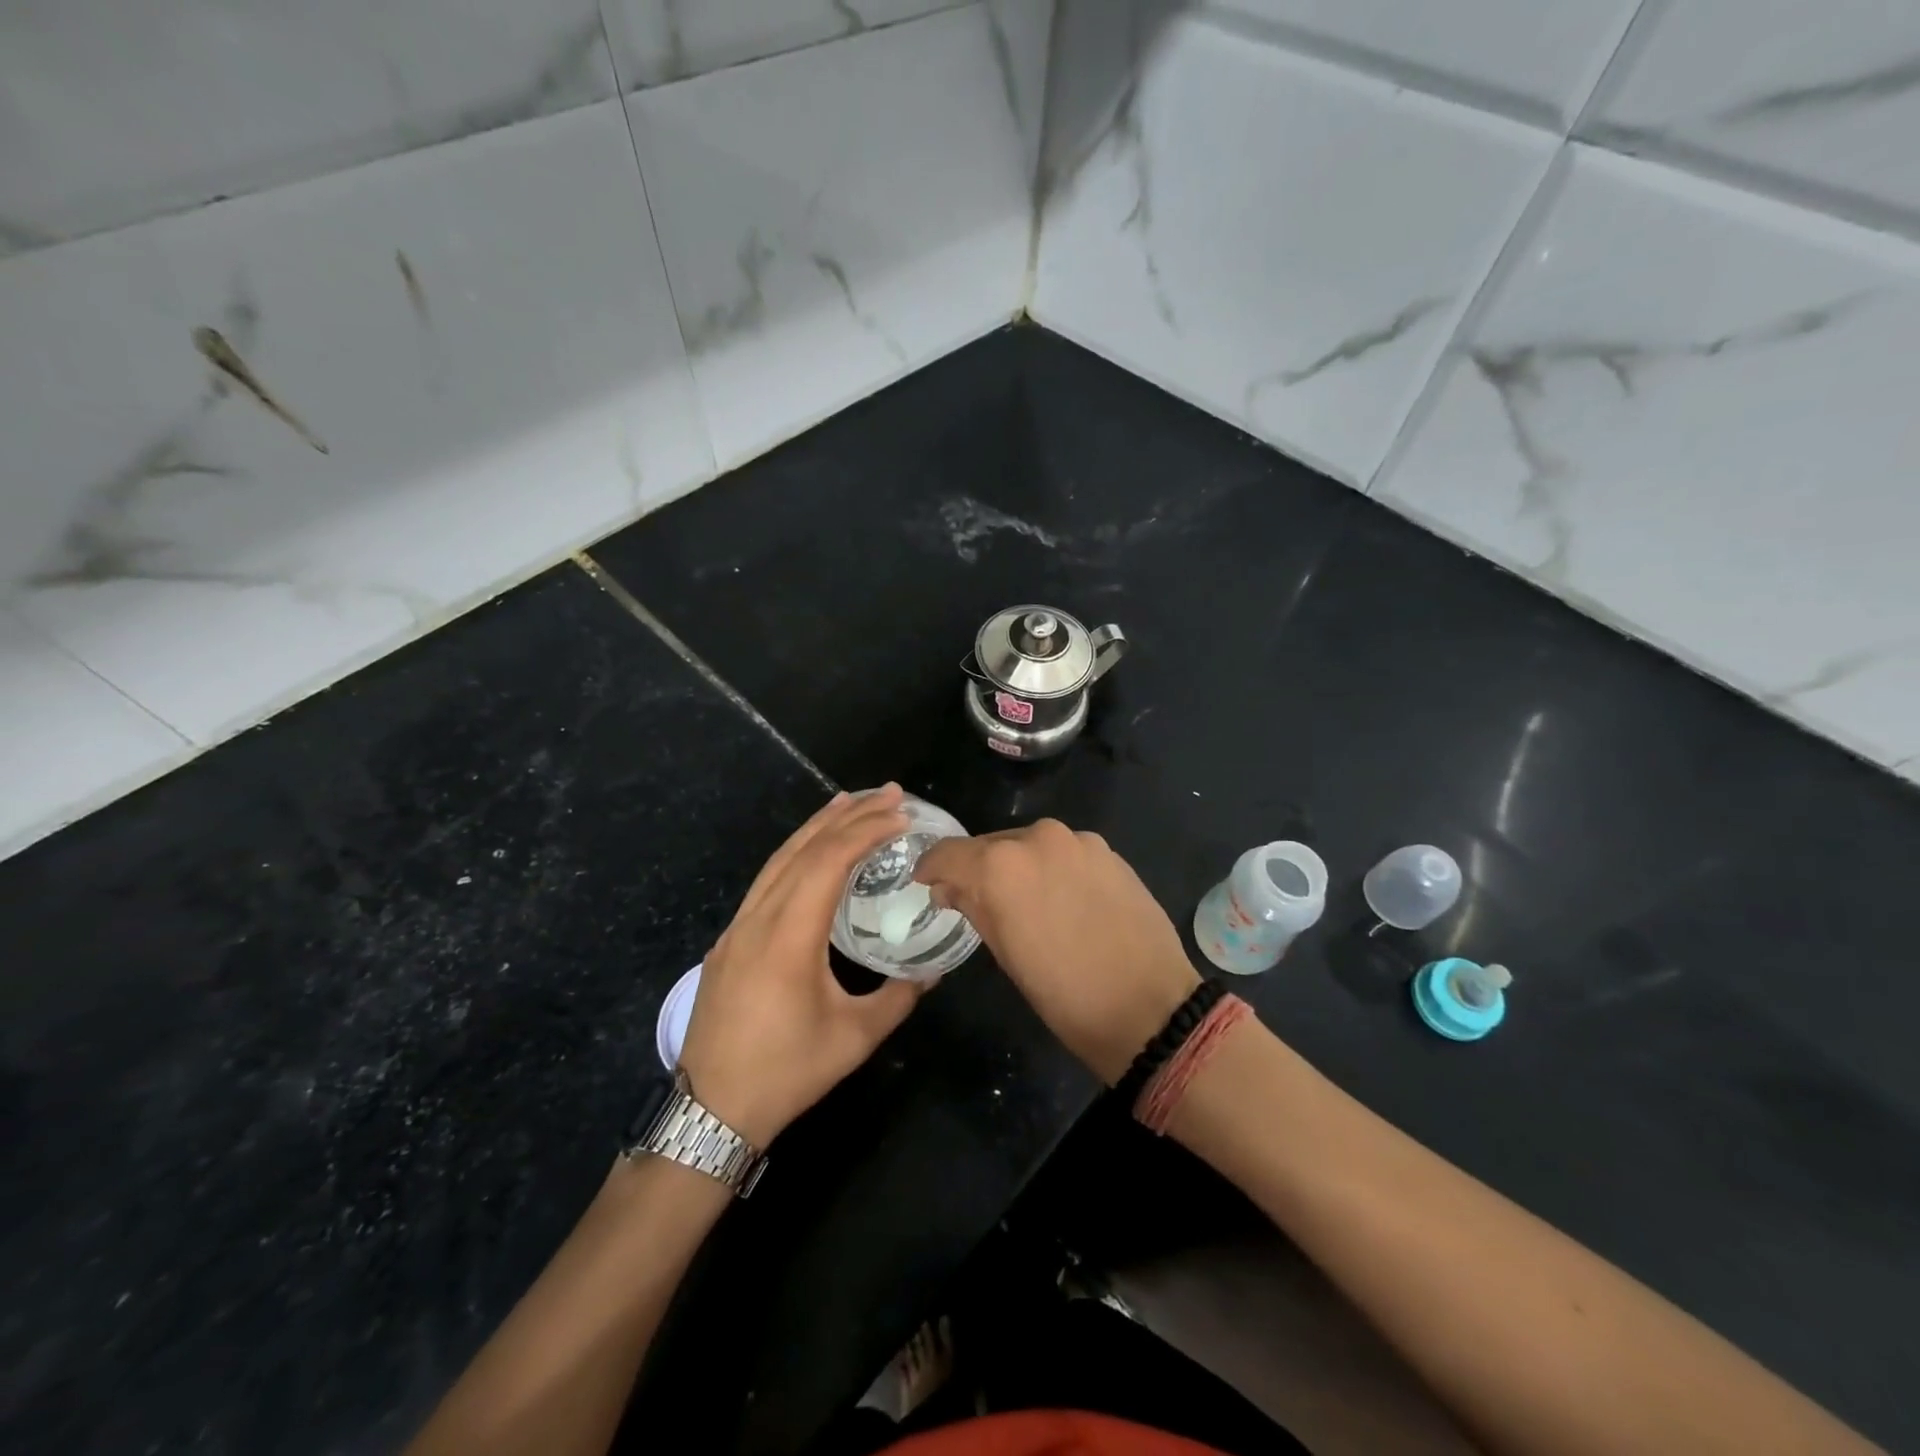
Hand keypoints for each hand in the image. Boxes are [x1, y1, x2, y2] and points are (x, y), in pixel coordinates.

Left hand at [679, 786, 929, 1146]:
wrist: (711, 1109)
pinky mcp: (729, 939)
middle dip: (848, 815)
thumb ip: (899, 997)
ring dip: (817, 826)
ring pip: (779, 858)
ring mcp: (738, 926)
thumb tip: (932, 971)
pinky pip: (766, 879)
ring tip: (849, 802)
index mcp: (789, 935)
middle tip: (887, 792)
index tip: (901, 815)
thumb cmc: (787, 1072)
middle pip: (804, 848)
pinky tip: (809, 851)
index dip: (866, 832)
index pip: (829, 861)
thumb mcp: (855, 1037)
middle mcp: (759, 918)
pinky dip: (794, 852)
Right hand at [914, 820, 1197, 1084]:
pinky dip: (1053, 869)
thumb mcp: (1005, 954)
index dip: (932, 868)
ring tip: (1026, 903)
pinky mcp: (1108, 851)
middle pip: (990, 845)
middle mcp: (1037, 838)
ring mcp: (1077, 841)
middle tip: (977, 901)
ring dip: (1019, 868)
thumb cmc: (1065, 993)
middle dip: (978, 869)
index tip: (927, 884)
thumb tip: (951, 888)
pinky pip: (1064, 852)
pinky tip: (1064, 900)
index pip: (948, 853)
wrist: (1150, 1007)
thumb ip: (973, 907)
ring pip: (1029, 846)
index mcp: (1000, 866)